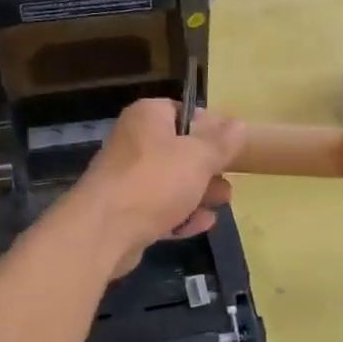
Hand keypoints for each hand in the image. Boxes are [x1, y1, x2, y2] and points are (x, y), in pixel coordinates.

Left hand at [68, 99, 242, 275]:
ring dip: (198, 193)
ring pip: (171, 181)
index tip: (230, 146)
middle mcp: (134, 141)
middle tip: (229, 181)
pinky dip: (180, 214)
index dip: (209, 127)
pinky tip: (202, 224)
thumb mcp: (198, 157)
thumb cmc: (156, 181)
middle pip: (179, 149)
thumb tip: (238, 124)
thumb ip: (221, 142)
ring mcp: (127, 178)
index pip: (182, 111)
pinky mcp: (125, 211)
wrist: (104, 231)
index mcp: (148, 117)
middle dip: (207, 167)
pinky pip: (159, 208)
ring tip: (222, 203)